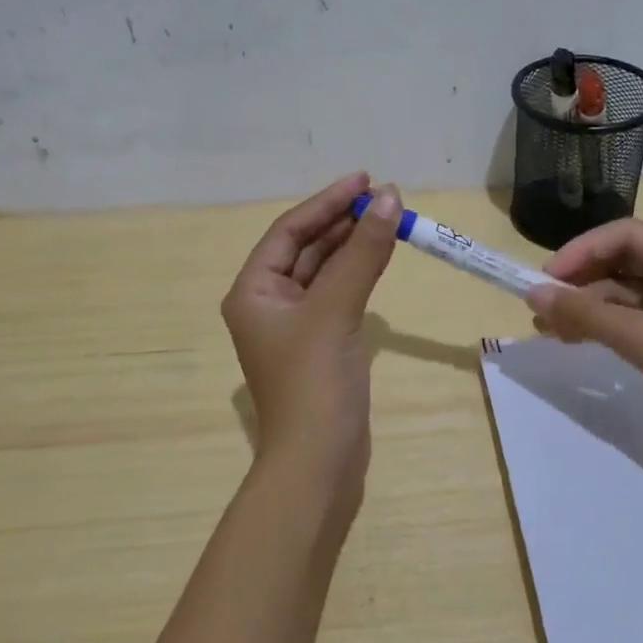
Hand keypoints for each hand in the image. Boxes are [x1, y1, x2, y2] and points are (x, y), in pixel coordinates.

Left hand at [221, 173, 401, 493]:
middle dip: (343, 221)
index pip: (289, 231)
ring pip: (326, 270)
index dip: (326, 202)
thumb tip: (388, 198)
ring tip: (389, 217)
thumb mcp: (336, 309)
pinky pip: (340, 294)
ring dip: (354, 244)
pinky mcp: (322, 343)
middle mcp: (269, 302)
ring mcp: (296, 325)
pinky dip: (360, 273)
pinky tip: (382, 255)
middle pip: (307, 247)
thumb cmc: (314, 381)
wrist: (320, 462)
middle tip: (384, 197)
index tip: (364, 179)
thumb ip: (362, 252)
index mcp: (254, 291)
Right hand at [525, 219, 642, 448]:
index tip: (546, 277)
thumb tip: (533, 294)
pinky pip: (632, 318)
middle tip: (541, 304)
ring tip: (547, 328)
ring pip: (623, 292)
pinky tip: (574, 338)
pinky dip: (603, 325)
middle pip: (622, 260)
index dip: (582, 250)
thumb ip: (587, 315)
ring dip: (586, 306)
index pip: (625, 235)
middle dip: (580, 280)